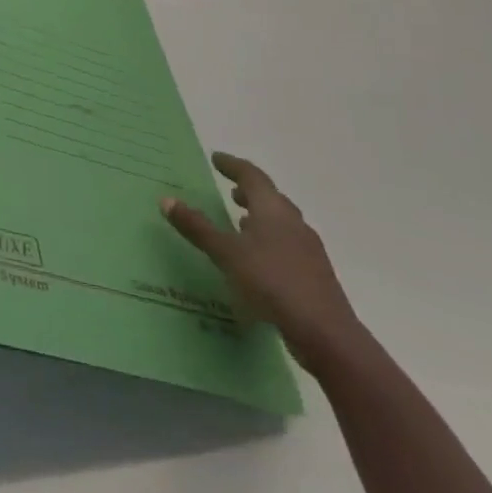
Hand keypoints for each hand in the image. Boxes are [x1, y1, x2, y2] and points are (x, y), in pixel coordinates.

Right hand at [162, 153, 363, 371]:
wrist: (325, 334)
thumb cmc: (271, 282)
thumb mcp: (226, 253)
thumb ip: (197, 227)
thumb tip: (166, 200)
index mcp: (273, 210)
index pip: (252, 176)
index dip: (233, 165)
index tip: (216, 158)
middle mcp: (294, 223)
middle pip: (271, 198)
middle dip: (250, 192)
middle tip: (231, 190)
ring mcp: (308, 250)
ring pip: (282, 223)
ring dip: (261, 217)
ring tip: (241, 222)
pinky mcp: (314, 275)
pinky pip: (287, 246)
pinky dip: (270, 241)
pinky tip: (258, 259)